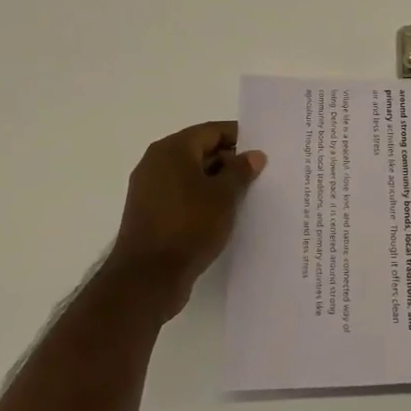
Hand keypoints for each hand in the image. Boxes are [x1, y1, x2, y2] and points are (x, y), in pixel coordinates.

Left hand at [104, 121, 265, 315]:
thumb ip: (241, 170)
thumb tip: (254, 155)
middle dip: (230, 161)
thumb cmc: (188, 226)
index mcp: (171, 149)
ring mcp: (150, 190)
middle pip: (200, 151)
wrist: (147, 279)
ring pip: (192, 176)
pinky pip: (183, 196)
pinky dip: (203, 200)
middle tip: (260, 174)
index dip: (239, 138)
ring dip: (218, 183)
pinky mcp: (150, 214)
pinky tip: (224, 215)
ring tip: (247, 195)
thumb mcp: (224, 196)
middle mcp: (156, 163)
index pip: (212, 131)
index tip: (263, 150)